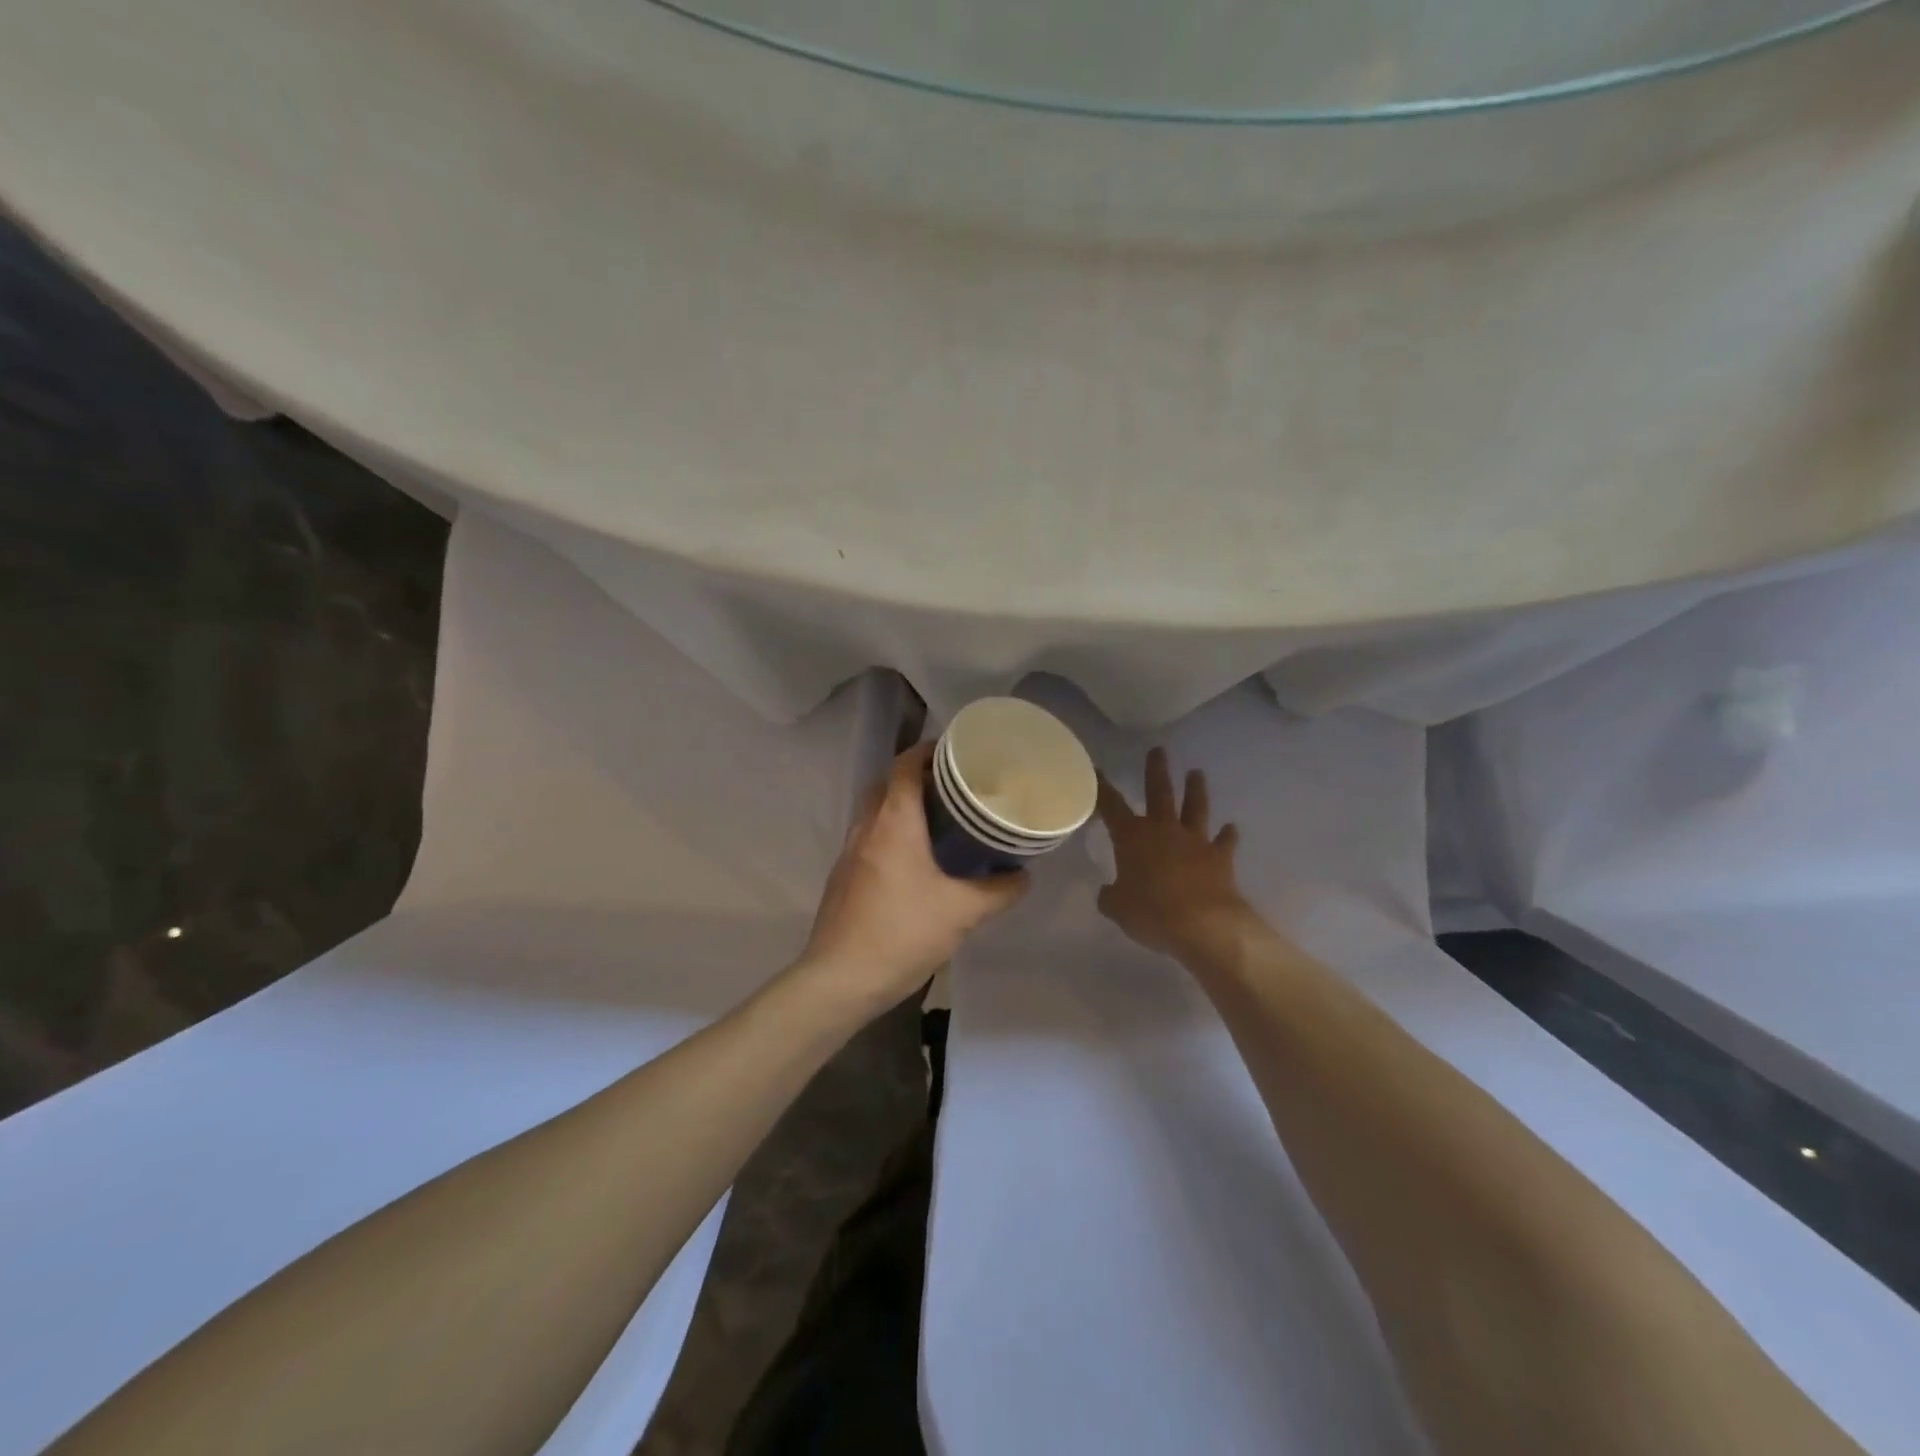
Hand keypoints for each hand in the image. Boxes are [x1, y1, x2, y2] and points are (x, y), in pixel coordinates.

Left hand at [801, 742, 1028, 1007]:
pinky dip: (892, 834)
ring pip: (877, 812)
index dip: (929, 751)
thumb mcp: (962, 912)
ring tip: (941, 822)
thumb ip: (999, 891)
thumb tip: (1023, 876)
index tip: (958, 753)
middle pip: (889, 784)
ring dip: (903, 807)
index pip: (905, 764)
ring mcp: (850, 851)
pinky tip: (916, 862)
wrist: (840, 979)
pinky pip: (870, 838)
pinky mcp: (843, 876)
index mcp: (894, 821)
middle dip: (919, 778)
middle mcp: (867, 826)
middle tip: (956, 789)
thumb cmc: (903, 932)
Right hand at [1096, 747, 1249, 960]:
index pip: (1111, 805)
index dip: (1102, 787)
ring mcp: (1195, 842)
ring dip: (1195, 791)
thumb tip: (1110, 893)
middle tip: (1158, 750)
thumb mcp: (1117, 908)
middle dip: (1157, 771)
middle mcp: (1163, 830)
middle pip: (1159, 793)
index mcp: (1132, 837)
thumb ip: (1111, 896)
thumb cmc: (1152, 913)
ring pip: (1195, 808)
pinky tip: (1231, 829)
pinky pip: (1224, 842)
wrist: (1204, 925)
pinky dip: (1228, 835)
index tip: (1097, 769)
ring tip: (1197, 773)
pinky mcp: (1220, 858)